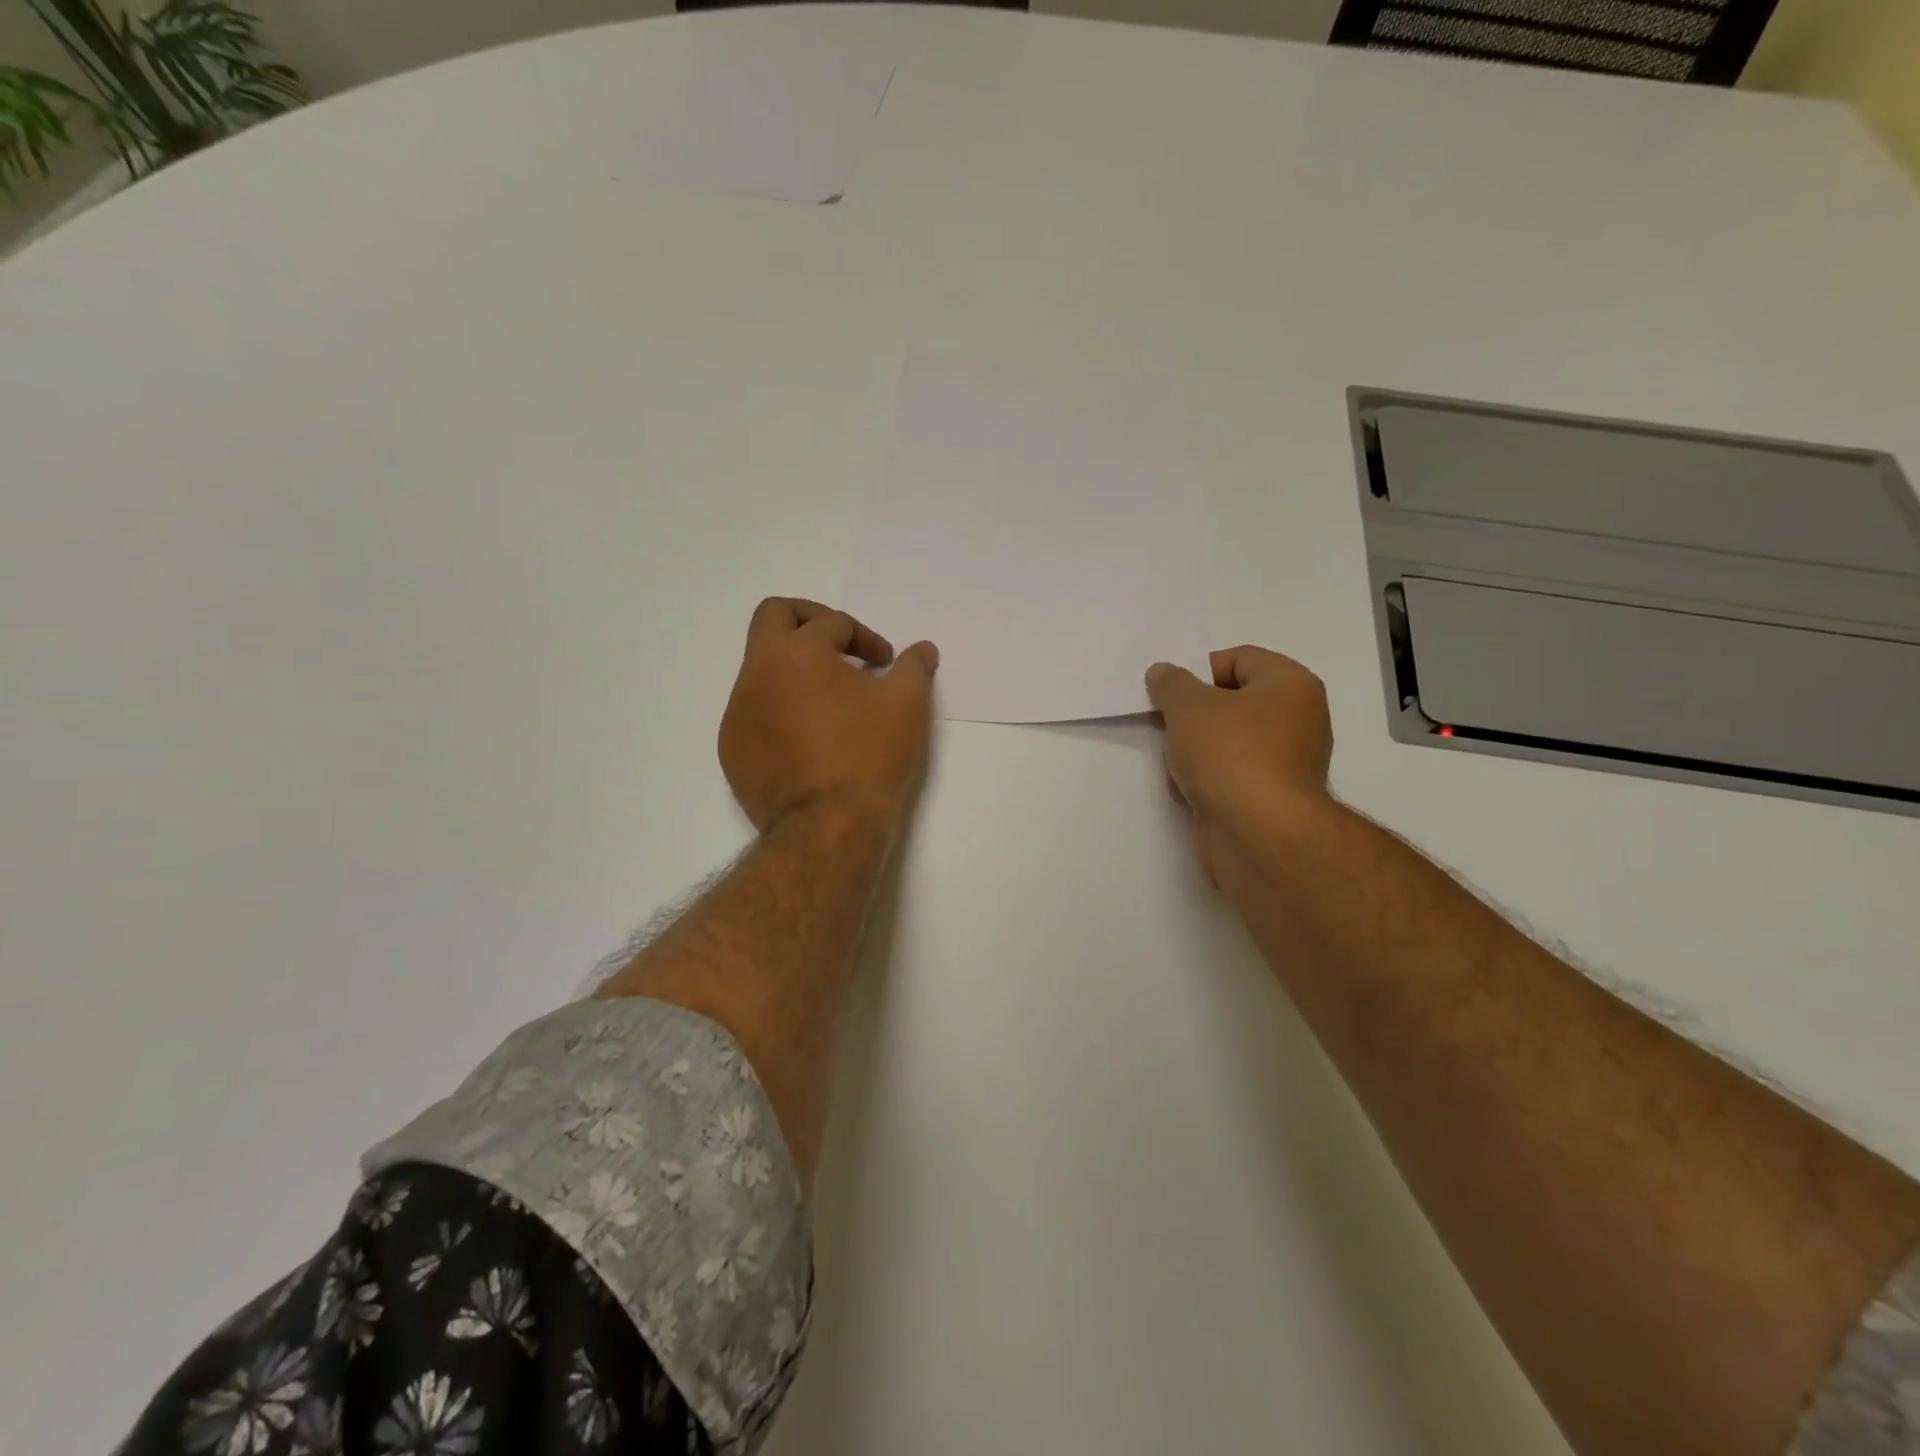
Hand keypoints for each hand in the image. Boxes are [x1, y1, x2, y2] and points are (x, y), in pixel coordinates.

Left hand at [719, 598, 938, 833]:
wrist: (827, 827)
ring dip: (796, 671)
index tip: (886, 664)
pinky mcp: (732, 750)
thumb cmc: (870, 756)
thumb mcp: (907, 704)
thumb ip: (914, 666)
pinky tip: (809, 739)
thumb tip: (922, 649)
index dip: (865, 637)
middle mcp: (756, 673)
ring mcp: (737, 713)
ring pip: (761, 668)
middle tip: (841, 646)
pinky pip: (754, 712)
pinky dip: (780, 709)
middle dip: (811, 620)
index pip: (831, 622)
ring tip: (831, 702)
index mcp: (796, 652)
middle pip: (773, 617)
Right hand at [1145, 646, 1332, 882]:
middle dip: (1193, 715)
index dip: (1199, 670)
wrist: (1257, 833)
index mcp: (1291, 685)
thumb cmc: (1230, 753)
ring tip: (1177, 764)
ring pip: (1227, 742)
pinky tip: (1188, 792)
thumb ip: (1171, 683)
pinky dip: (1207, 780)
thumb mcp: (1188, 705)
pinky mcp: (1271, 799)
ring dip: (1194, 750)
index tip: (1169, 693)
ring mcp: (1287, 763)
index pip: (1240, 658)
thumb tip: (1163, 673)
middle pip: (1232, 702)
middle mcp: (1298, 720)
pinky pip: (1231, 775)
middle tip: (1166, 725)